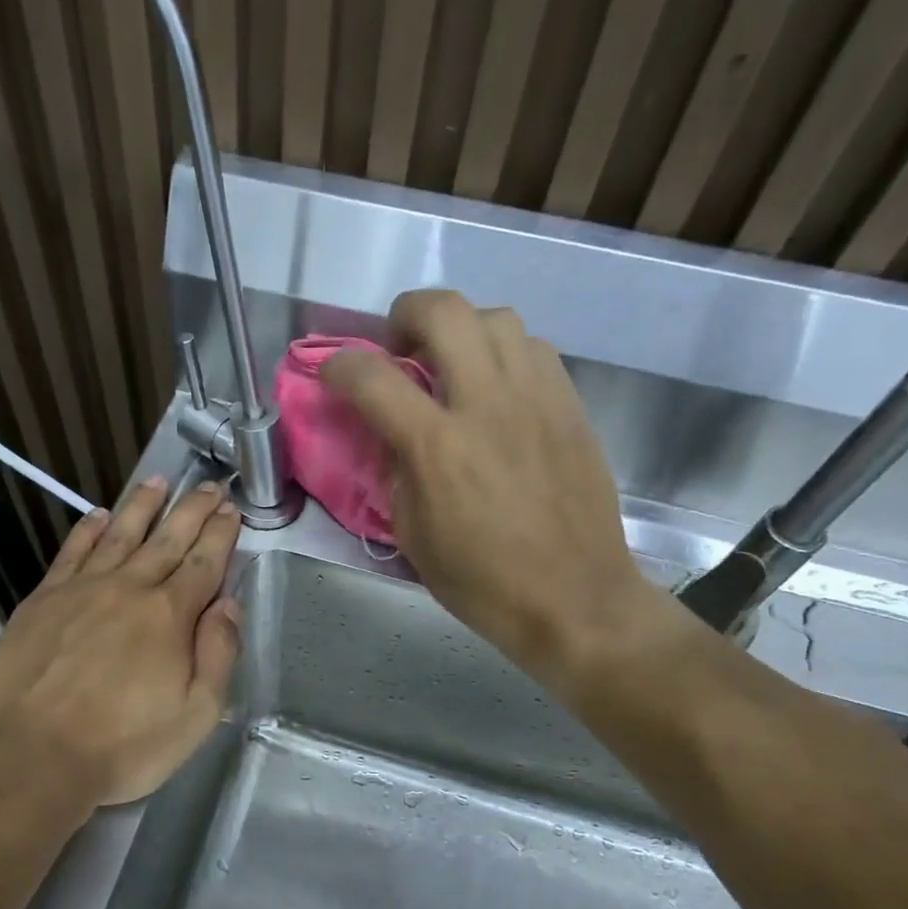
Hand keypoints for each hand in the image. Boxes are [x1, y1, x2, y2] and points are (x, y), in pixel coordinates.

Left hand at [0, 477, 242, 807]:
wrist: (31, 758)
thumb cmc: (122, 746)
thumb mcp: (195, 716)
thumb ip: (217, 655)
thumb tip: (228, 604)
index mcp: (169, 616)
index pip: (204, 563)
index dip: (220, 534)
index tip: (231, 509)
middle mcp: (128, 589)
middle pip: (167, 539)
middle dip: (192, 510)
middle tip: (209, 486)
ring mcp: (81, 590)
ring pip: (119, 534)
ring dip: (143, 505)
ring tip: (160, 481)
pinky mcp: (42, 600)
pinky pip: (71, 553)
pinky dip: (87, 530)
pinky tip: (97, 515)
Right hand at [322, 290, 657, 684]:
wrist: (574, 597)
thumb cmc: (483, 582)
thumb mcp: (413, 537)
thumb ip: (395, 473)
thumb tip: (391, 433)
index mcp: (438, 447)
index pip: (372, 378)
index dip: (339, 367)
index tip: (332, 376)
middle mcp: (487, 405)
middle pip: (444, 311)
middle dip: (406, 314)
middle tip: (399, 348)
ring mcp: (537, 399)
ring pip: (497, 317)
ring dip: (461, 329)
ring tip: (452, 364)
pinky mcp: (571, 406)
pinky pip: (534, 348)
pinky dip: (504, 352)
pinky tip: (497, 388)